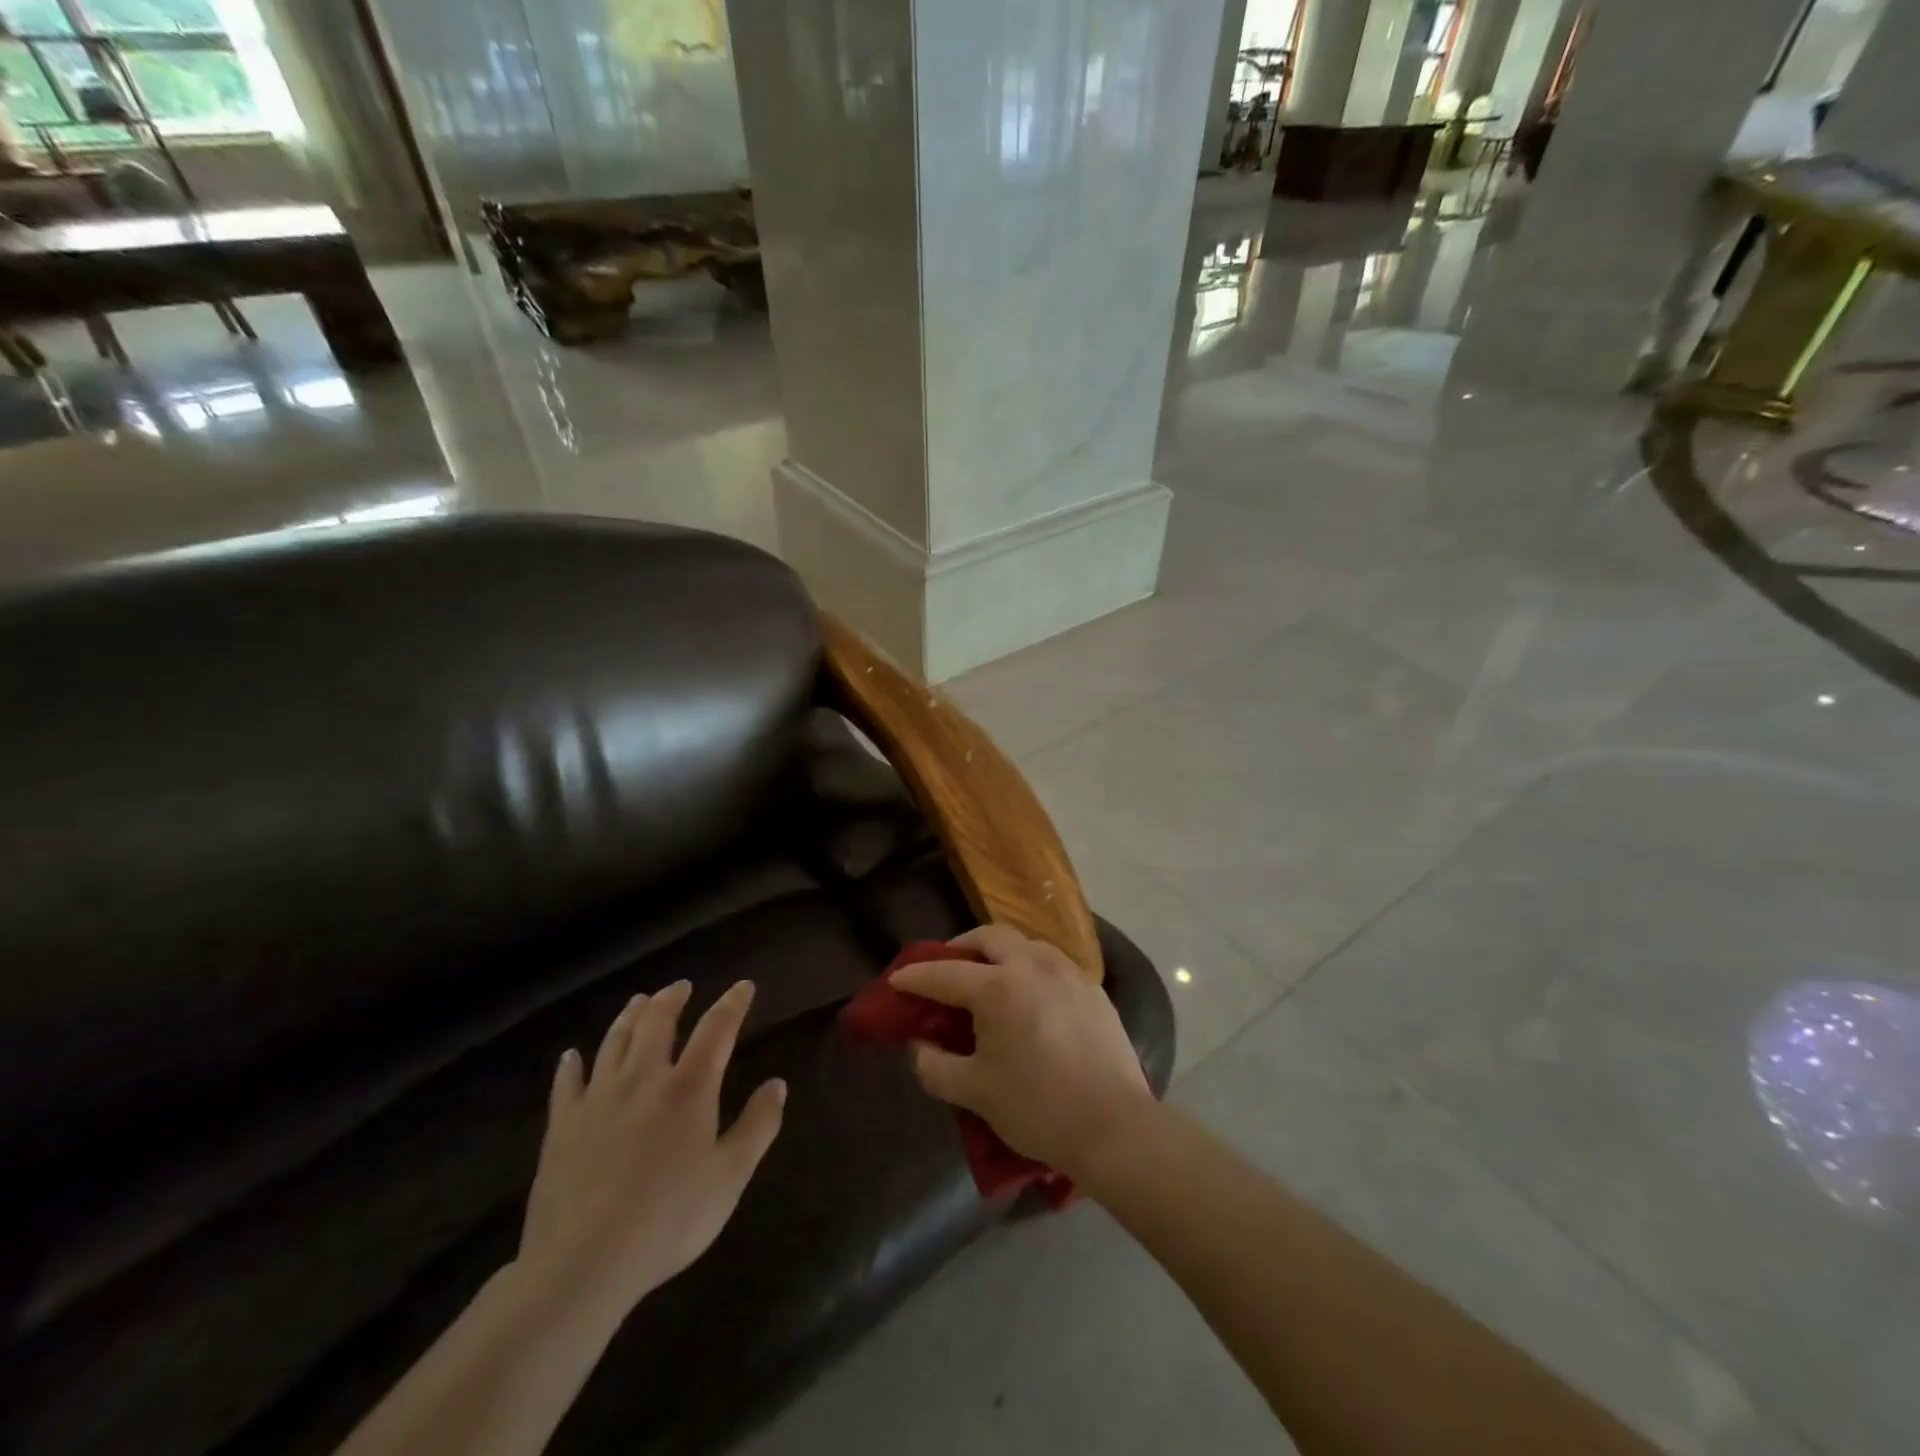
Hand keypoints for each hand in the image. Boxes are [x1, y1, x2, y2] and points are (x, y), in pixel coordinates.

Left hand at [517, 980, 785, 1320]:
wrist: (583, 1263)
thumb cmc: (669, 1219)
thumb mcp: (730, 1178)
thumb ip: (758, 1126)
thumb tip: (777, 1084)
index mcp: (689, 1087)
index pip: (716, 1029)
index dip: (732, 1004)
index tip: (743, 986)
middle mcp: (643, 1079)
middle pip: (657, 1022)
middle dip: (672, 999)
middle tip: (681, 986)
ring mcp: (598, 1099)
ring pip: (614, 1042)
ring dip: (629, 1017)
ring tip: (638, 1002)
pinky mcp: (561, 1126)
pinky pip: (567, 1083)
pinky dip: (572, 1065)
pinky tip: (572, 1056)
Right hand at [891, 926, 1154, 1180]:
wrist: (1114, 1126)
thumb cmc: (1037, 1108)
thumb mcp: (974, 1092)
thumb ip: (935, 1065)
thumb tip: (919, 1046)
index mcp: (998, 987)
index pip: (945, 974)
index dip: (916, 977)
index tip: (896, 980)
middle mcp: (1033, 965)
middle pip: (990, 937)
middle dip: (961, 946)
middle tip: (947, 967)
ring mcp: (1068, 973)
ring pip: (1026, 943)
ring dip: (1000, 952)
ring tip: (989, 977)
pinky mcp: (1093, 989)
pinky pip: (1053, 963)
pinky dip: (1030, 967)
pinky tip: (1030, 995)